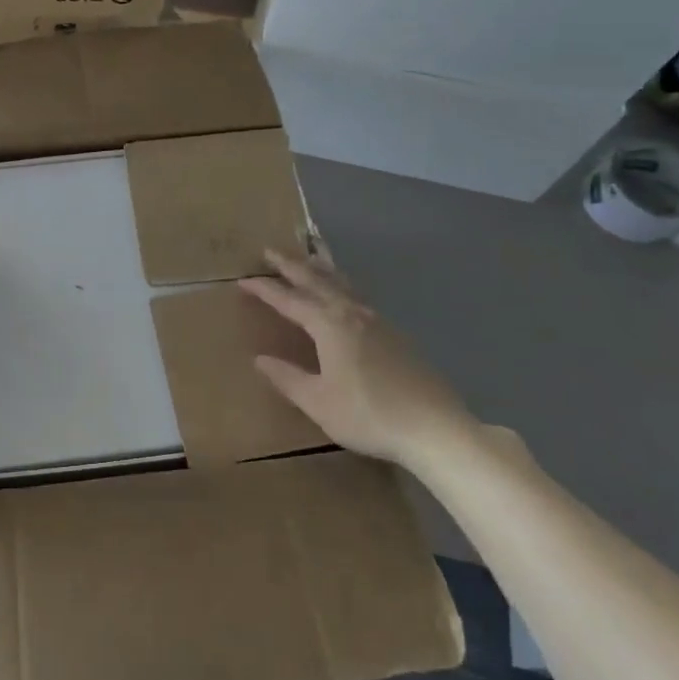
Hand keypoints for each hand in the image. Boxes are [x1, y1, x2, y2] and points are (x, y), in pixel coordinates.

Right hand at [239, 251, 473, 469]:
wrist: (434, 427)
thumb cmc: (368, 414)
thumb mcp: (318, 402)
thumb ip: (287, 378)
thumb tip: (260, 359)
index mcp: (329, 325)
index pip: (289, 300)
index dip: (265, 289)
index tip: (243, 280)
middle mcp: (352, 313)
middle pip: (317, 280)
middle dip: (291, 265)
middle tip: (270, 251)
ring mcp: (377, 321)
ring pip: (342, 283)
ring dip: (320, 268)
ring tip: (308, 257)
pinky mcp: (394, 333)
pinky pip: (358, 296)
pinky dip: (341, 284)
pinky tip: (343, 294)